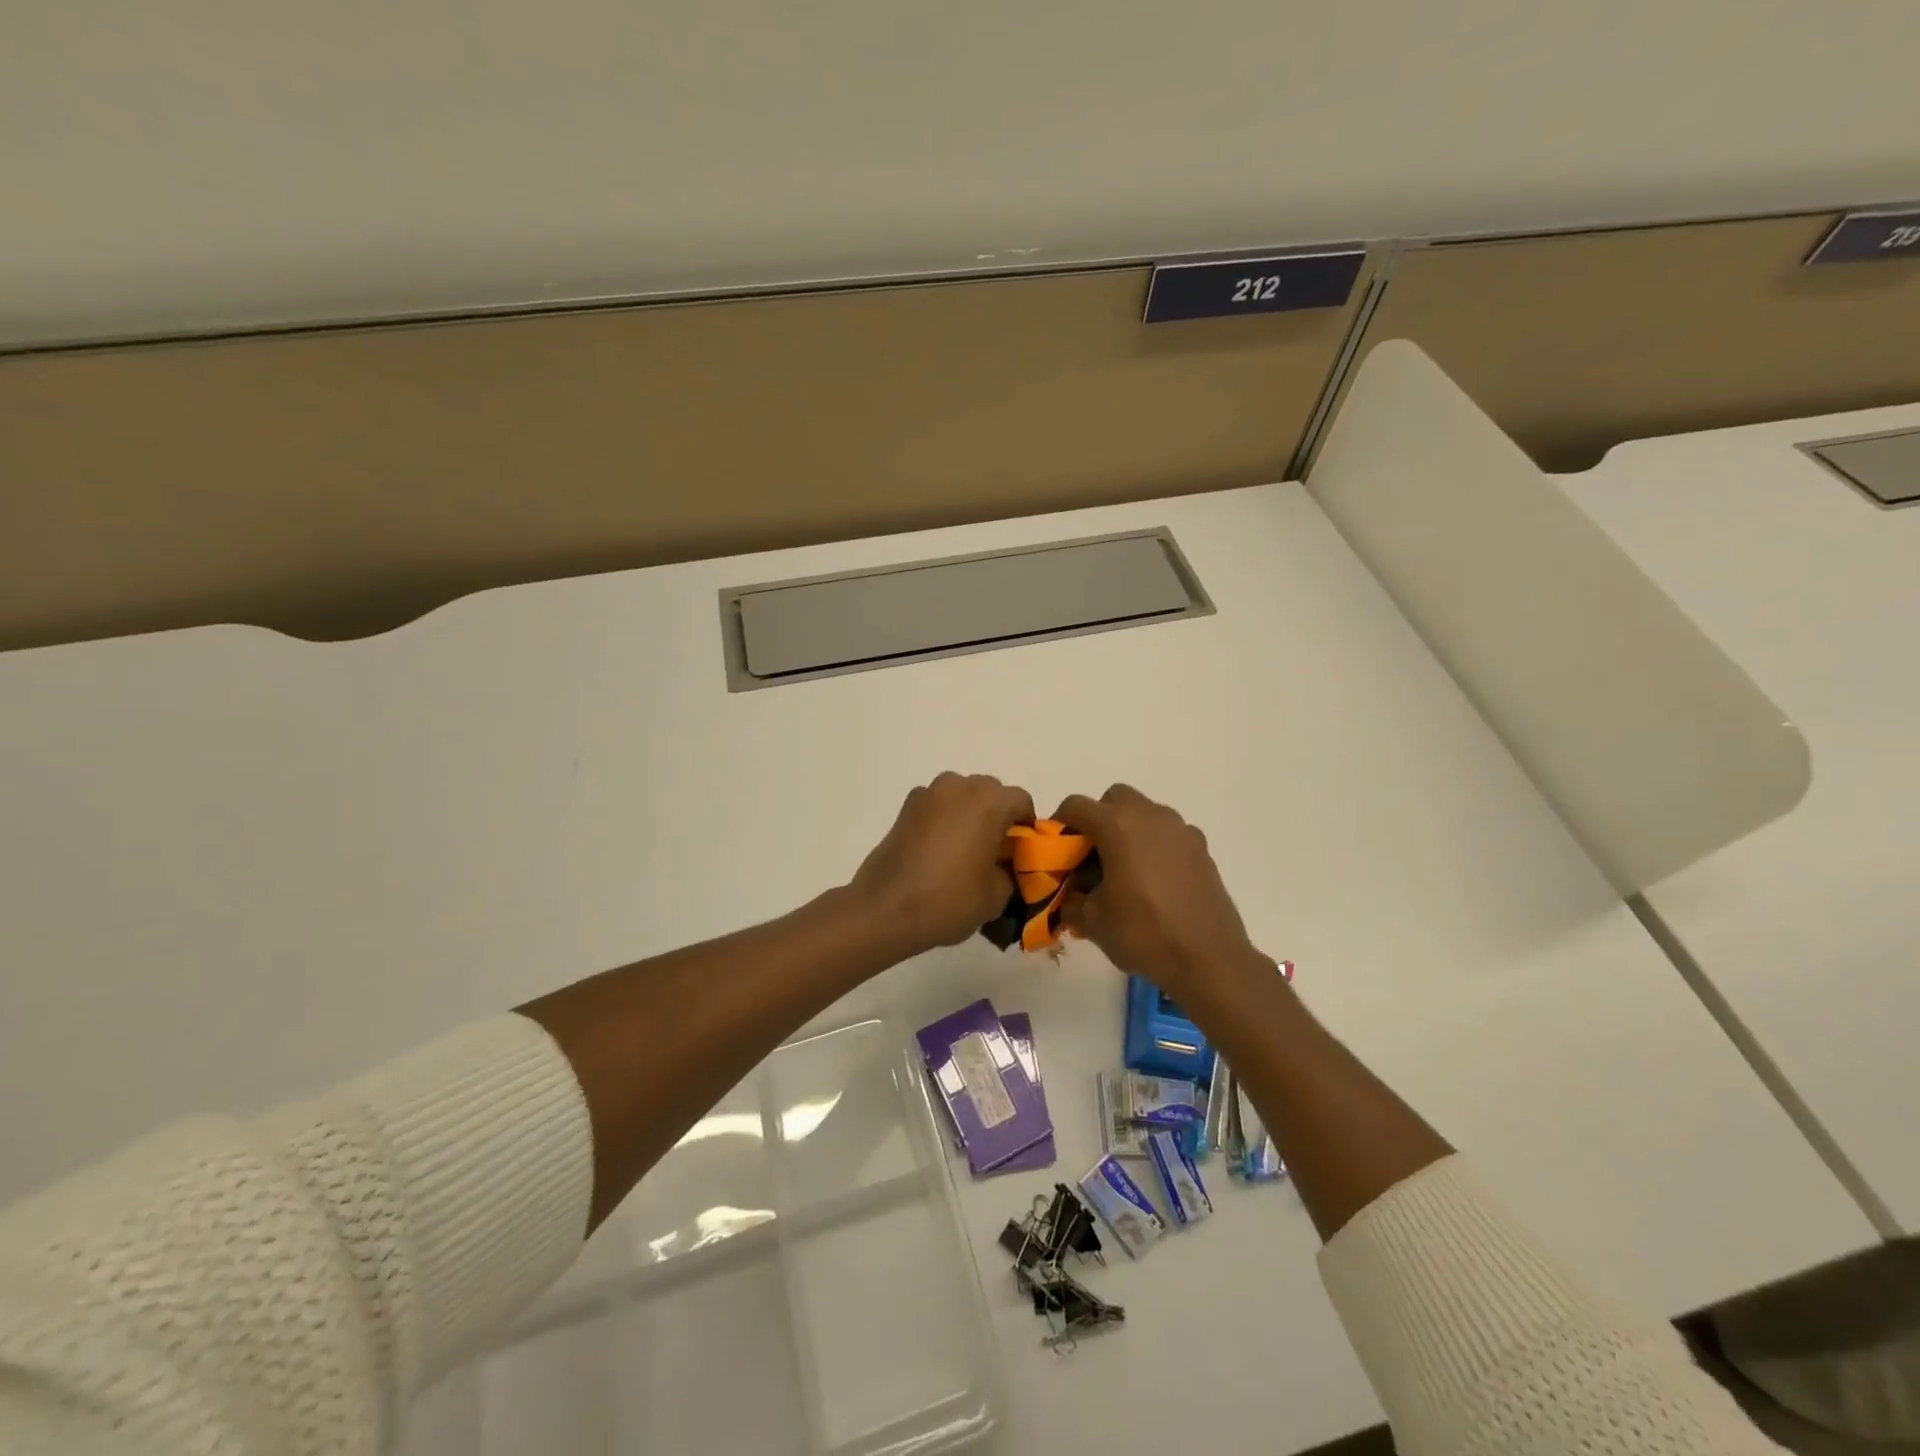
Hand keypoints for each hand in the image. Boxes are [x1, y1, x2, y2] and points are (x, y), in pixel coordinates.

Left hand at [851, 773, 1035, 953]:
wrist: (886, 908)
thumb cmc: (949, 899)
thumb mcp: (996, 897)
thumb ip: (1009, 873)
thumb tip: (1003, 868)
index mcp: (990, 801)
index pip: (1022, 802)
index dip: (1026, 828)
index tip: (1021, 853)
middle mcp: (960, 786)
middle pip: (991, 794)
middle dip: (997, 817)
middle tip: (994, 853)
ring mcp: (929, 793)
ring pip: (962, 797)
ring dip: (969, 816)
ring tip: (964, 852)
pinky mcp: (906, 807)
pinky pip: (937, 807)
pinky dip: (943, 821)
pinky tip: (938, 852)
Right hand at [1055, 784, 1264, 999]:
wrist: (1209, 959)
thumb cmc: (1143, 933)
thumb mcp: (1091, 921)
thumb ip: (1070, 900)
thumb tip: (1070, 895)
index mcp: (1117, 825)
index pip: (1076, 805)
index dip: (1060, 824)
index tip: (1057, 851)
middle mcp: (1150, 816)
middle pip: (1114, 800)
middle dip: (1099, 820)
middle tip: (1092, 857)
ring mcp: (1181, 830)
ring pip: (1145, 814)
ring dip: (1129, 832)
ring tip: (1124, 872)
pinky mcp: (1201, 849)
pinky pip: (1169, 835)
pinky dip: (1155, 847)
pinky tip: (1154, 883)